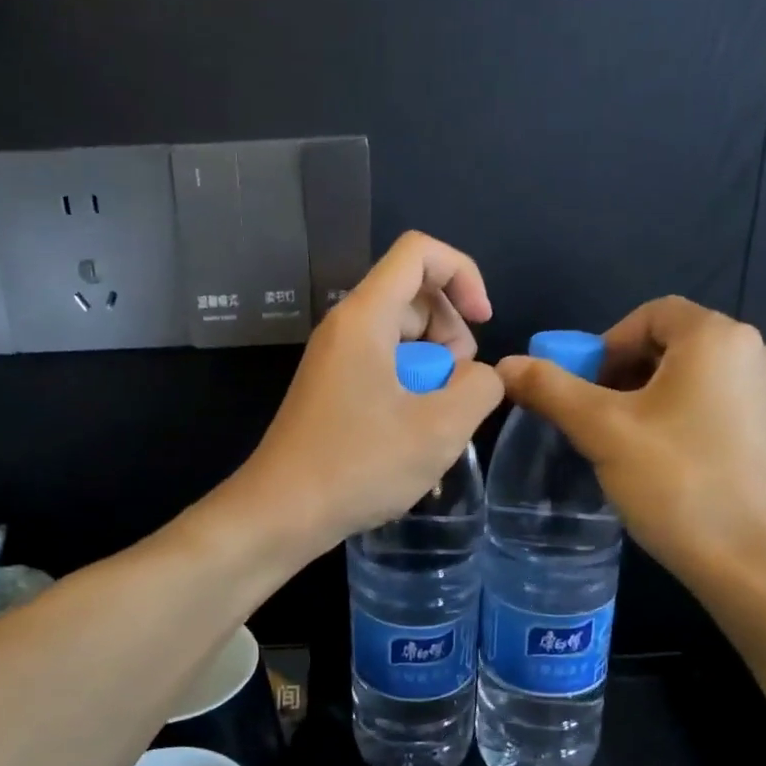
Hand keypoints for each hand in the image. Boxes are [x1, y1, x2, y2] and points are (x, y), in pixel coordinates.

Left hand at [239, 232, 504, 551]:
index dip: (463, 274)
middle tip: (457, 389)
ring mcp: (335, 362)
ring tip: (438, 422)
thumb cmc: (358, 467)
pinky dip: (409, 391)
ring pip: (400, 338)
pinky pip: (382, 370)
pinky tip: (415, 439)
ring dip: (433, 370)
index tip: (484, 323)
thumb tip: (478, 377)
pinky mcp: (331, 392)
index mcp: (364, 318)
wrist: (281, 513)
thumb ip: (480, 387)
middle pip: (413, 297)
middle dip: (451, 333)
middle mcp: (344, 328)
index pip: (420, 252)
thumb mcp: (439, 428)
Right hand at [496, 298, 765, 589]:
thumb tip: (504, 364)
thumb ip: (550, 389)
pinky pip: (714, 404)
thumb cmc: (677, 482)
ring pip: (691, 377)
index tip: (583, 389)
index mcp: (719, 338)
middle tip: (594, 418)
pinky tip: (660, 461)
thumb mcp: (601, 430)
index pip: (650, 314)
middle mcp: (756, 353)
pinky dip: (678, 417)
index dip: (606, 344)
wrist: (754, 562)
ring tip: (621, 443)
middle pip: (671, 344)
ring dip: (647, 398)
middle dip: (622, 373)